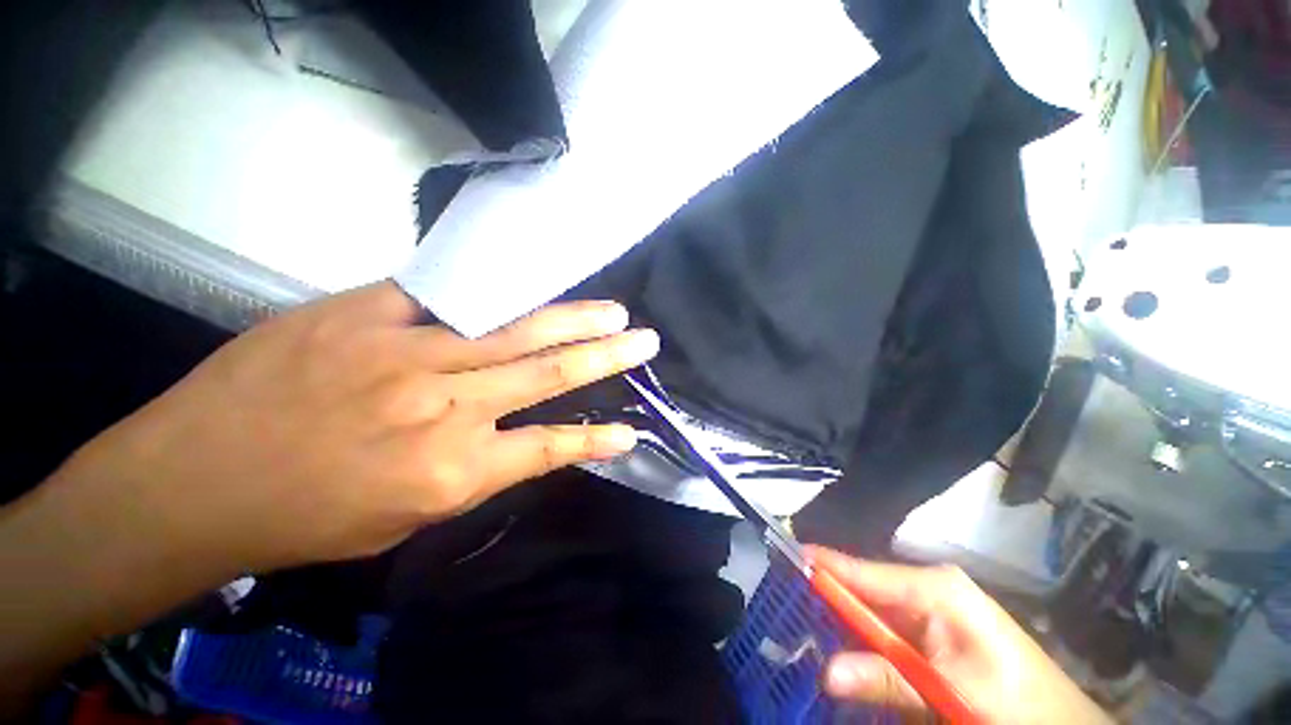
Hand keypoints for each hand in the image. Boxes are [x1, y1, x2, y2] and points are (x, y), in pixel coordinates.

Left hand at [45, 282, 655, 577]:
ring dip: (572, 319)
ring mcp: (406, 352)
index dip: (597, 439)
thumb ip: (471, 470)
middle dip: (606, 356)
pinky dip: (494, 290)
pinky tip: (529, 281)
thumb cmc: (304, 517)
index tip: (631, 431)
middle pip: (548, 373)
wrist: (195, 479)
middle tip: (643, 340)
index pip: (550, 447)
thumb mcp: (404, 516)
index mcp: (452, 471)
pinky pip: (446, 294)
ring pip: (515, 328)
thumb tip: (516, 437)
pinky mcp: (363, 313)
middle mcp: (444, 407)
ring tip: (612, 311)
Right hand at [809, 547, 1109, 724]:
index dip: (818, 565)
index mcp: (934, 587)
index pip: (859, 570)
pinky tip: (843, 650)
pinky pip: (886, 629)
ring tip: (799, 626)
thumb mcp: (951, 695)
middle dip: (823, 599)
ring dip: (840, 624)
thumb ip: (887, 679)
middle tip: (781, 606)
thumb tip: (826, 669)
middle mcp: (927, 587)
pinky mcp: (934, 630)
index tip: (777, 558)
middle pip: (860, 587)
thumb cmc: (1018, 707)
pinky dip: (862, 640)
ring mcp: (931, 608)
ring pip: (870, 610)